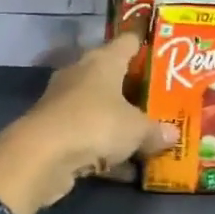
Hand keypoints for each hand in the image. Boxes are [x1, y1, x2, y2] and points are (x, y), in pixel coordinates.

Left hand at [0, 33, 177, 213]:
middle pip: (112, 76)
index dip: (143, 44)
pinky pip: (89, 137)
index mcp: (103, 61)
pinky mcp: (55, 132)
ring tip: (148, 138)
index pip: (127, 42)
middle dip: (134, 89)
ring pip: (99, 109)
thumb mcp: (136, 129)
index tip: (160, 49)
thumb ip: (155, 130)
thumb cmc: (96, 124)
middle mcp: (81, 75)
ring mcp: (65, 103)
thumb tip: (173, 134)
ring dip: (119, 124)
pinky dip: (105, 151)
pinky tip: (126, 171)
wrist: (41, 156)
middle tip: (161, 100)